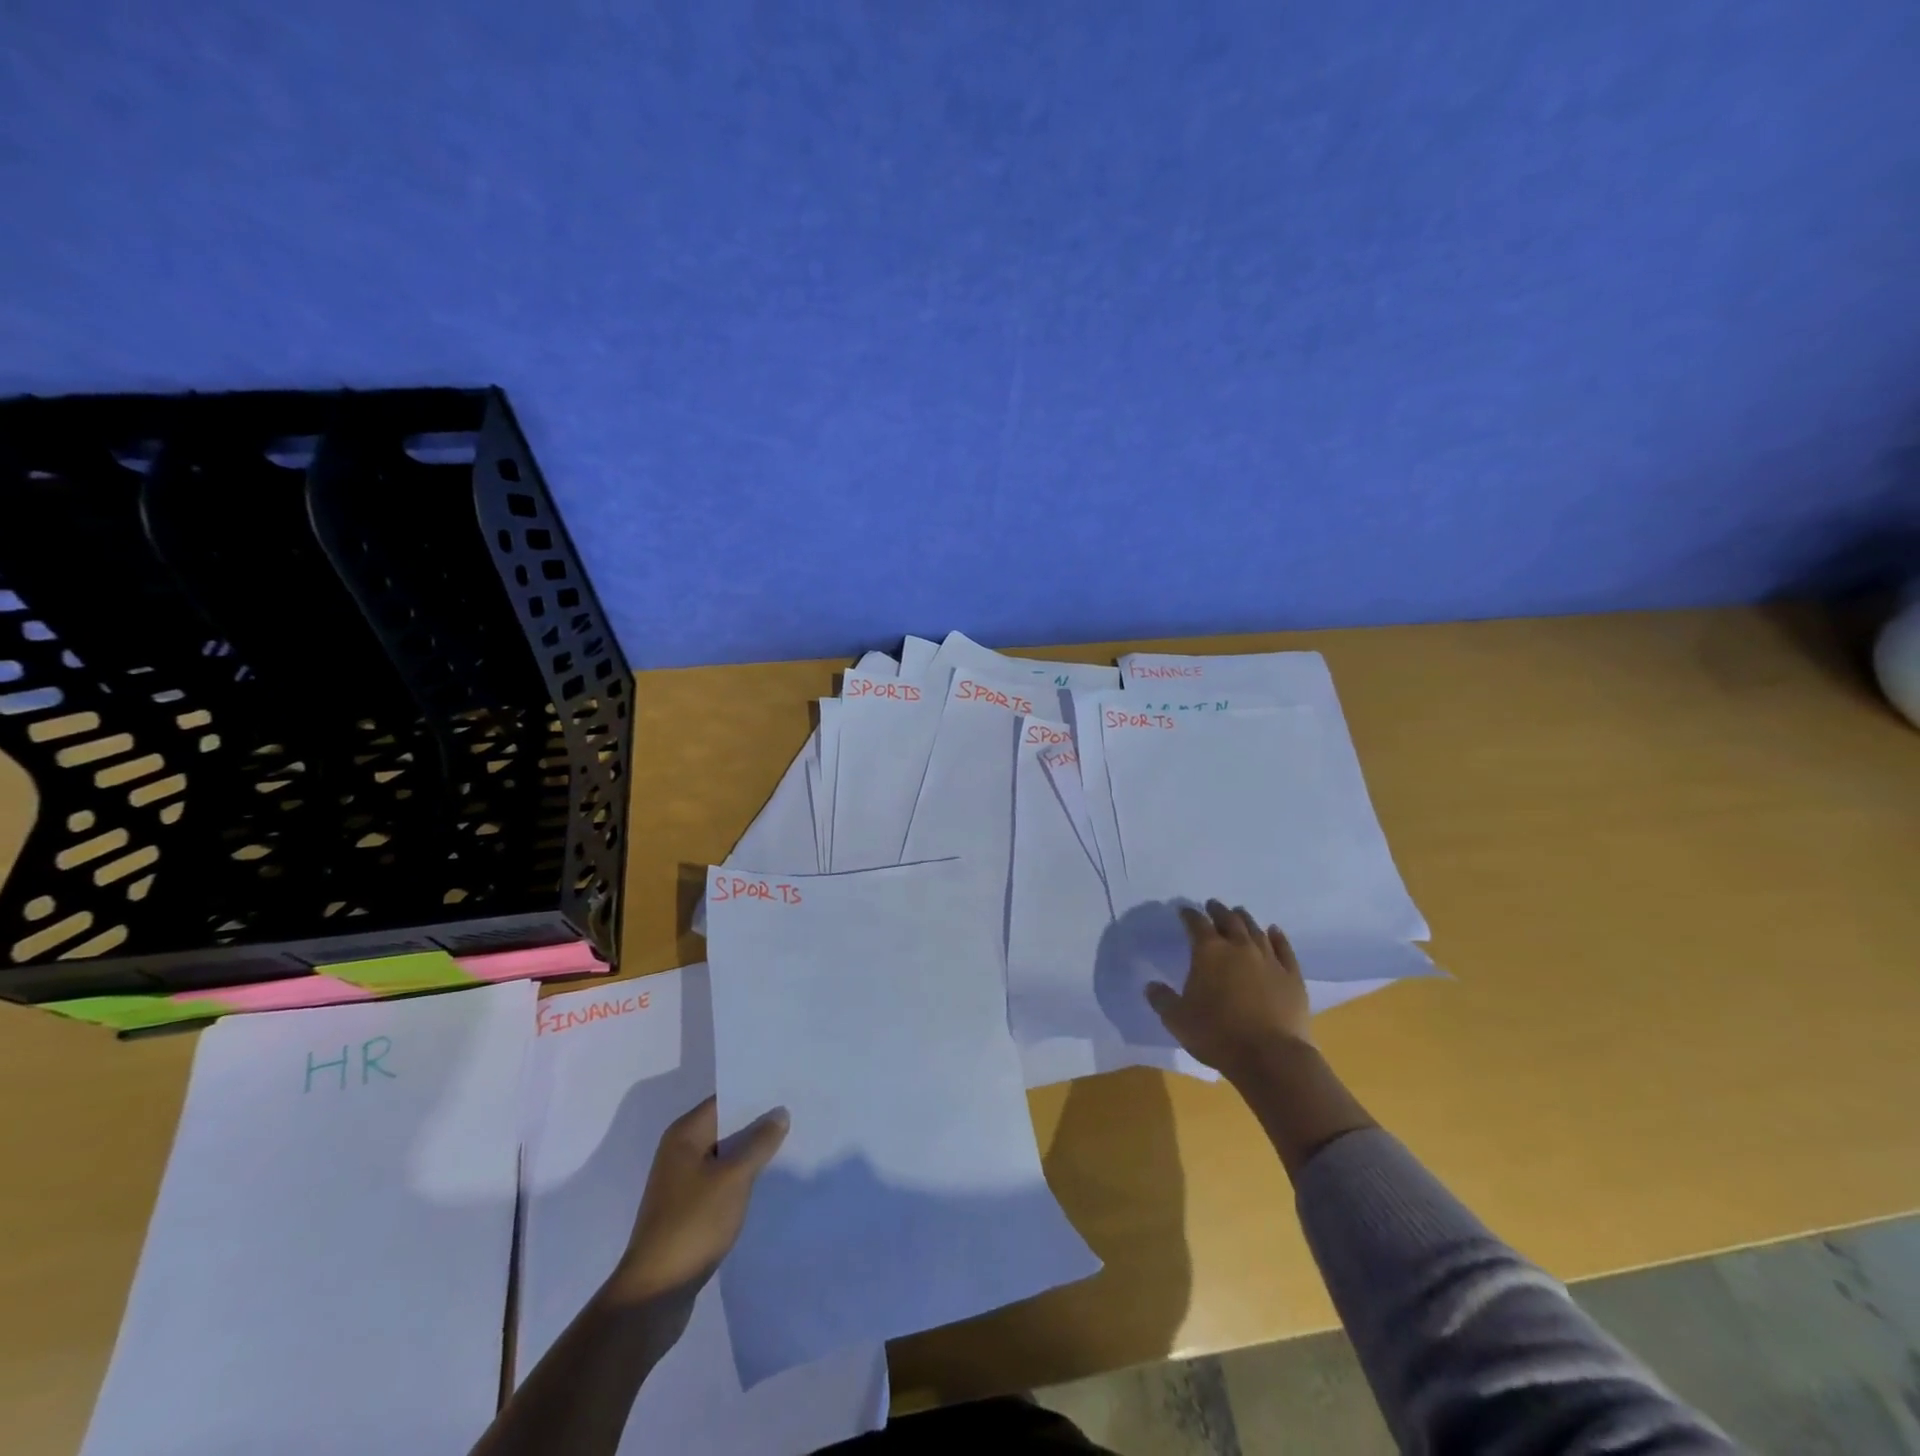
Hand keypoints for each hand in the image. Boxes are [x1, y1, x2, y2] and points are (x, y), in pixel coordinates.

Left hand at [606, 1095, 788, 1307]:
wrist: (654, 1295)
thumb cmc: (693, 1224)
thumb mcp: (734, 1178)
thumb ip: (759, 1143)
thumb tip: (779, 1112)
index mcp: (684, 1135)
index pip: (725, 1100)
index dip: (756, 1095)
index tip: (788, 1091)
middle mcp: (679, 1152)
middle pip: (725, 1126)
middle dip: (757, 1124)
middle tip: (796, 1115)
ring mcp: (682, 1183)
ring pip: (725, 1156)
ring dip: (751, 1153)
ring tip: (790, 1144)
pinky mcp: (687, 1210)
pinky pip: (721, 1181)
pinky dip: (741, 1178)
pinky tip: (767, 1181)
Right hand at [1146, 900, 1312, 1076]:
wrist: (1271, 1057)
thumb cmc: (1217, 1035)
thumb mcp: (1177, 1020)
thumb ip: (1162, 1000)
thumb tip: (1151, 985)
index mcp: (1208, 952)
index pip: (1196, 923)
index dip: (1189, 915)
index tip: (1183, 911)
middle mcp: (1239, 947)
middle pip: (1228, 920)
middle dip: (1218, 911)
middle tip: (1212, 905)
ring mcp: (1269, 960)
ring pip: (1256, 930)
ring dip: (1245, 919)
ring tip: (1239, 913)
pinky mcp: (1292, 976)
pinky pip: (1284, 949)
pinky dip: (1278, 937)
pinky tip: (1274, 931)